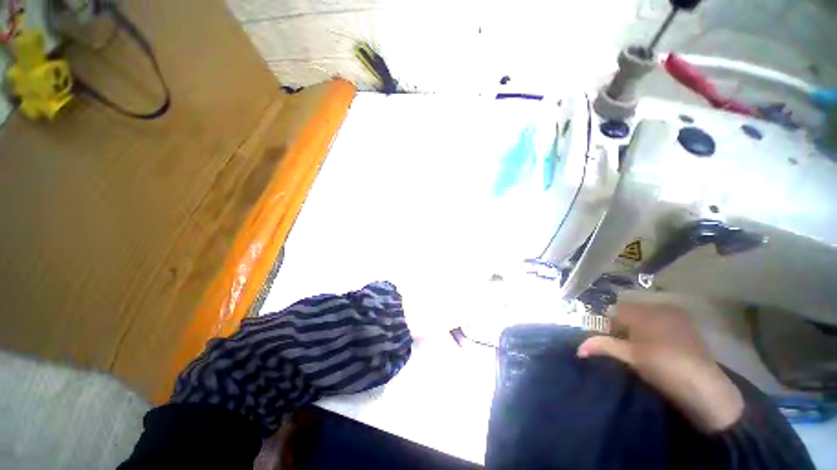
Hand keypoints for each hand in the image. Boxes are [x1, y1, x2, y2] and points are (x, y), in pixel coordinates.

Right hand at [577, 303, 743, 432]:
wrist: (705, 387)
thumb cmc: (662, 367)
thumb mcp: (630, 357)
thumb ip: (602, 346)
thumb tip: (578, 348)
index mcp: (643, 311)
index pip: (614, 311)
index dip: (608, 325)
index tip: (609, 341)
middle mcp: (659, 306)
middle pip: (630, 311)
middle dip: (623, 326)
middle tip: (625, 346)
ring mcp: (676, 315)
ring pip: (646, 316)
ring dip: (638, 328)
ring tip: (641, 348)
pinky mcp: (687, 325)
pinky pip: (661, 320)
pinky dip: (653, 329)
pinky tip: (658, 347)